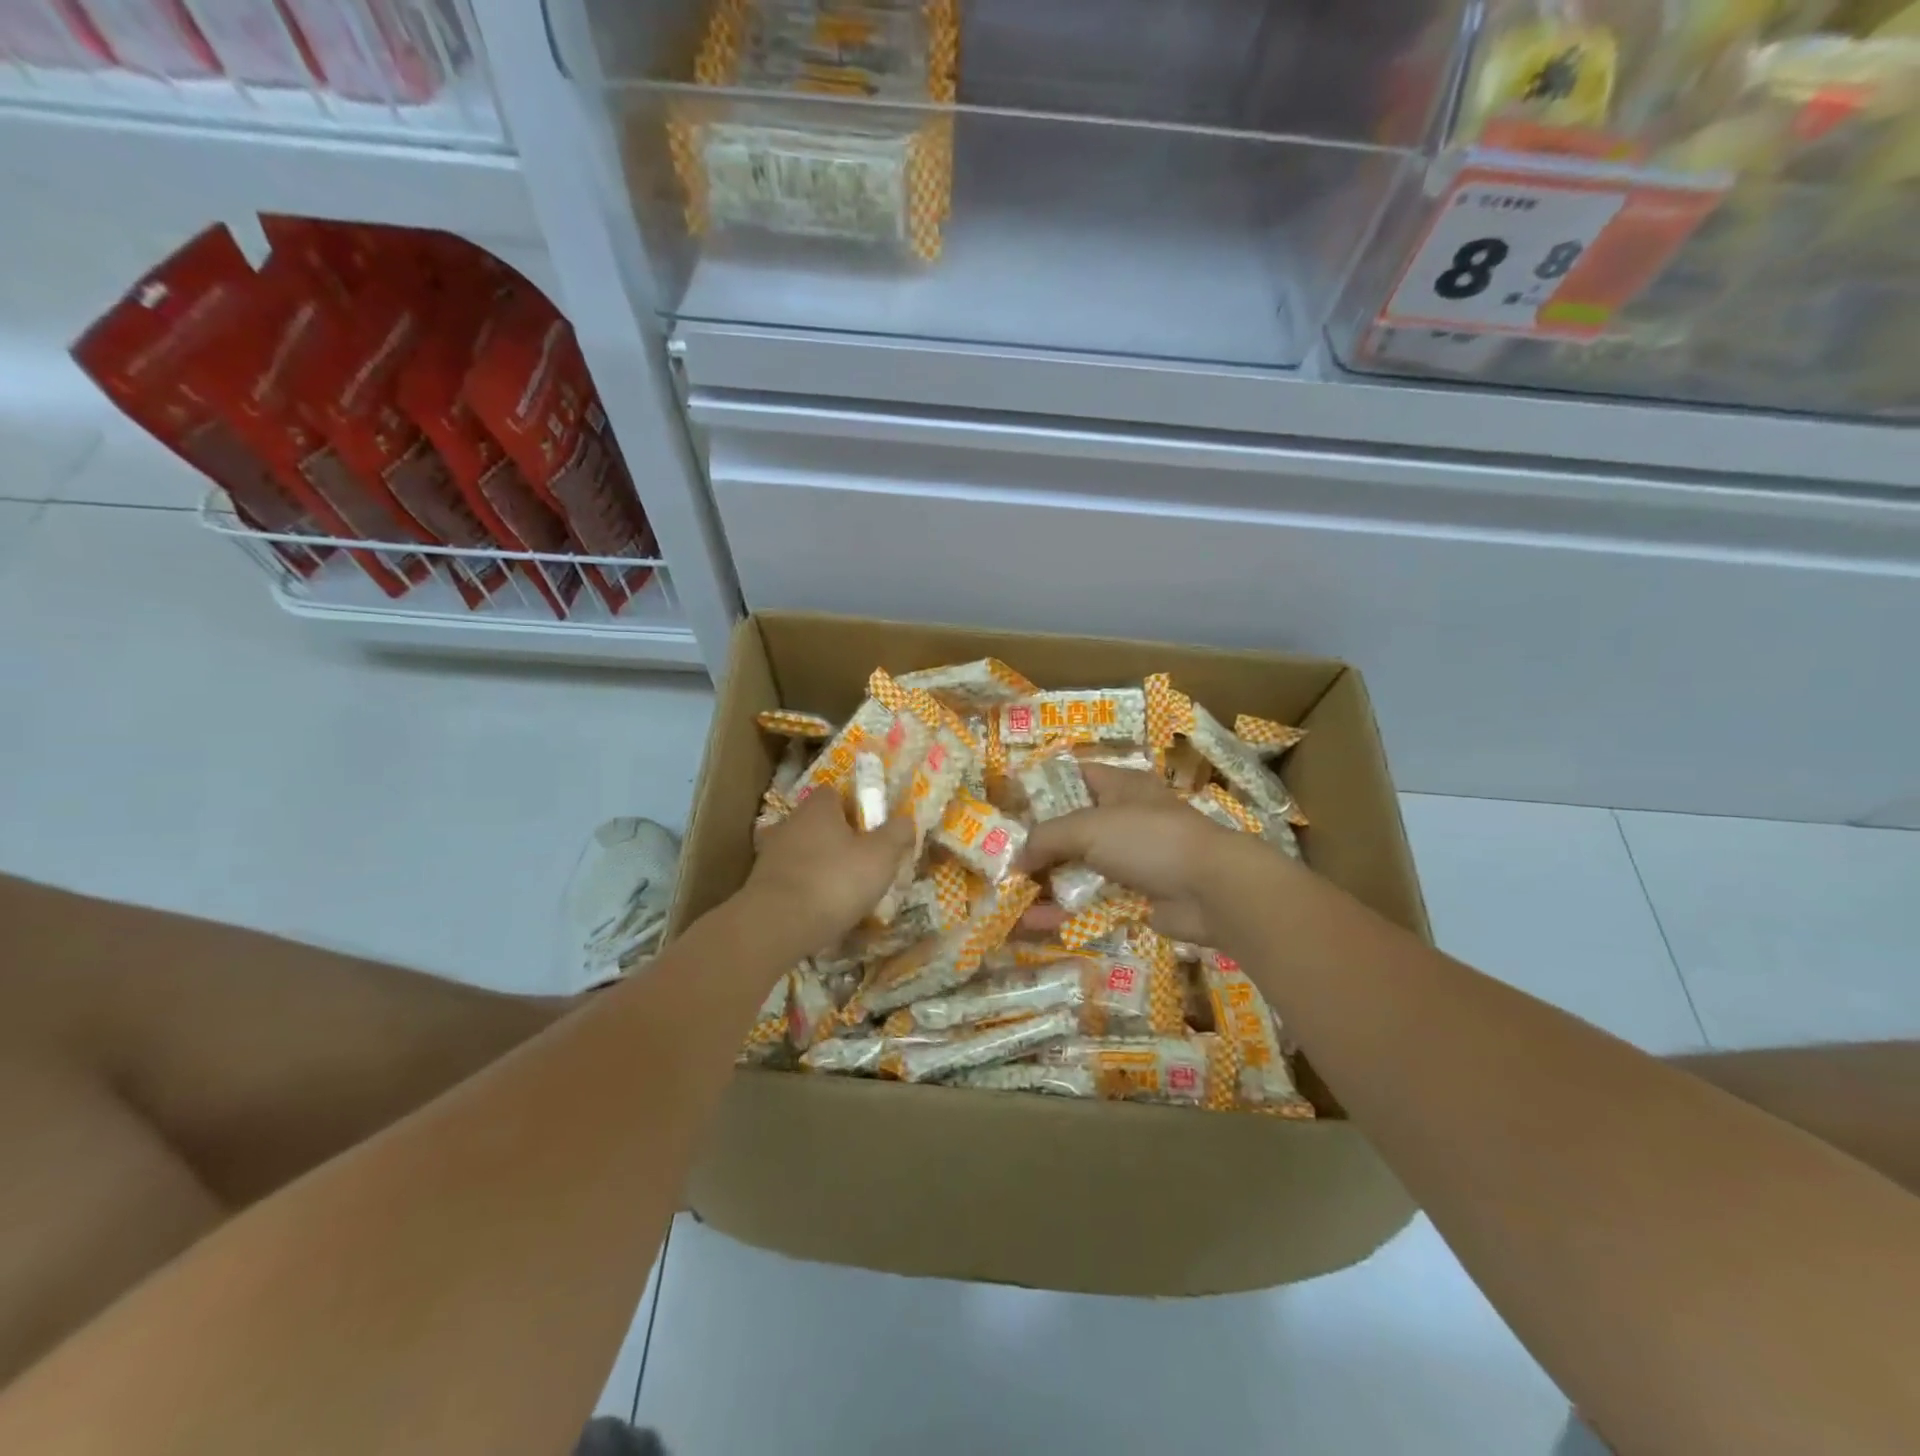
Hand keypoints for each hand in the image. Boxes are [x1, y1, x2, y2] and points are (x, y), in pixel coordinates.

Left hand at [743, 789, 916, 955]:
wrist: (776, 926)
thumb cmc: (835, 881)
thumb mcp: (881, 856)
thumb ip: (897, 833)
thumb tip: (906, 819)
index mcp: (818, 807)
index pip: (836, 793)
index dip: (856, 808)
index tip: (873, 829)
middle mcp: (790, 822)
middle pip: (819, 823)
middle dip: (839, 839)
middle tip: (863, 862)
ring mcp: (770, 854)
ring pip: (804, 851)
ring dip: (821, 865)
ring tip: (844, 891)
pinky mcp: (761, 884)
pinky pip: (792, 878)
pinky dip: (806, 888)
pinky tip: (821, 910)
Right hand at [1017, 764, 1273, 944]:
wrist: (1212, 889)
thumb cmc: (1149, 839)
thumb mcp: (1088, 827)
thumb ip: (1046, 837)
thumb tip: (1016, 859)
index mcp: (1119, 787)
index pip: (1075, 776)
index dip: (1043, 787)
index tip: (1009, 805)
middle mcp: (1123, 819)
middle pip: (1072, 828)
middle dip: (1037, 844)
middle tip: (1001, 858)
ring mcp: (1130, 860)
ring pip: (1078, 869)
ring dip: (1045, 883)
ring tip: (1006, 896)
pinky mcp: (1135, 896)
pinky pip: (1091, 902)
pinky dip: (1063, 912)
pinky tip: (1030, 924)